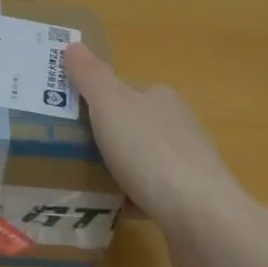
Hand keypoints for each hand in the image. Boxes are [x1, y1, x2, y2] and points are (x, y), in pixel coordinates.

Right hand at [65, 42, 247, 239]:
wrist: (202, 221)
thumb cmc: (151, 153)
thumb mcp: (111, 105)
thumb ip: (91, 75)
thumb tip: (73, 45)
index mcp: (160, 98)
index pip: (121, 91)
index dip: (93, 101)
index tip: (65, 118)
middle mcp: (177, 126)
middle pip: (129, 126)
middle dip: (101, 138)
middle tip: (65, 151)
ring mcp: (185, 166)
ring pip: (138, 162)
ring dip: (113, 171)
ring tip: (80, 182)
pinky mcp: (188, 204)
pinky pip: (148, 195)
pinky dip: (127, 200)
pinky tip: (108, 210)